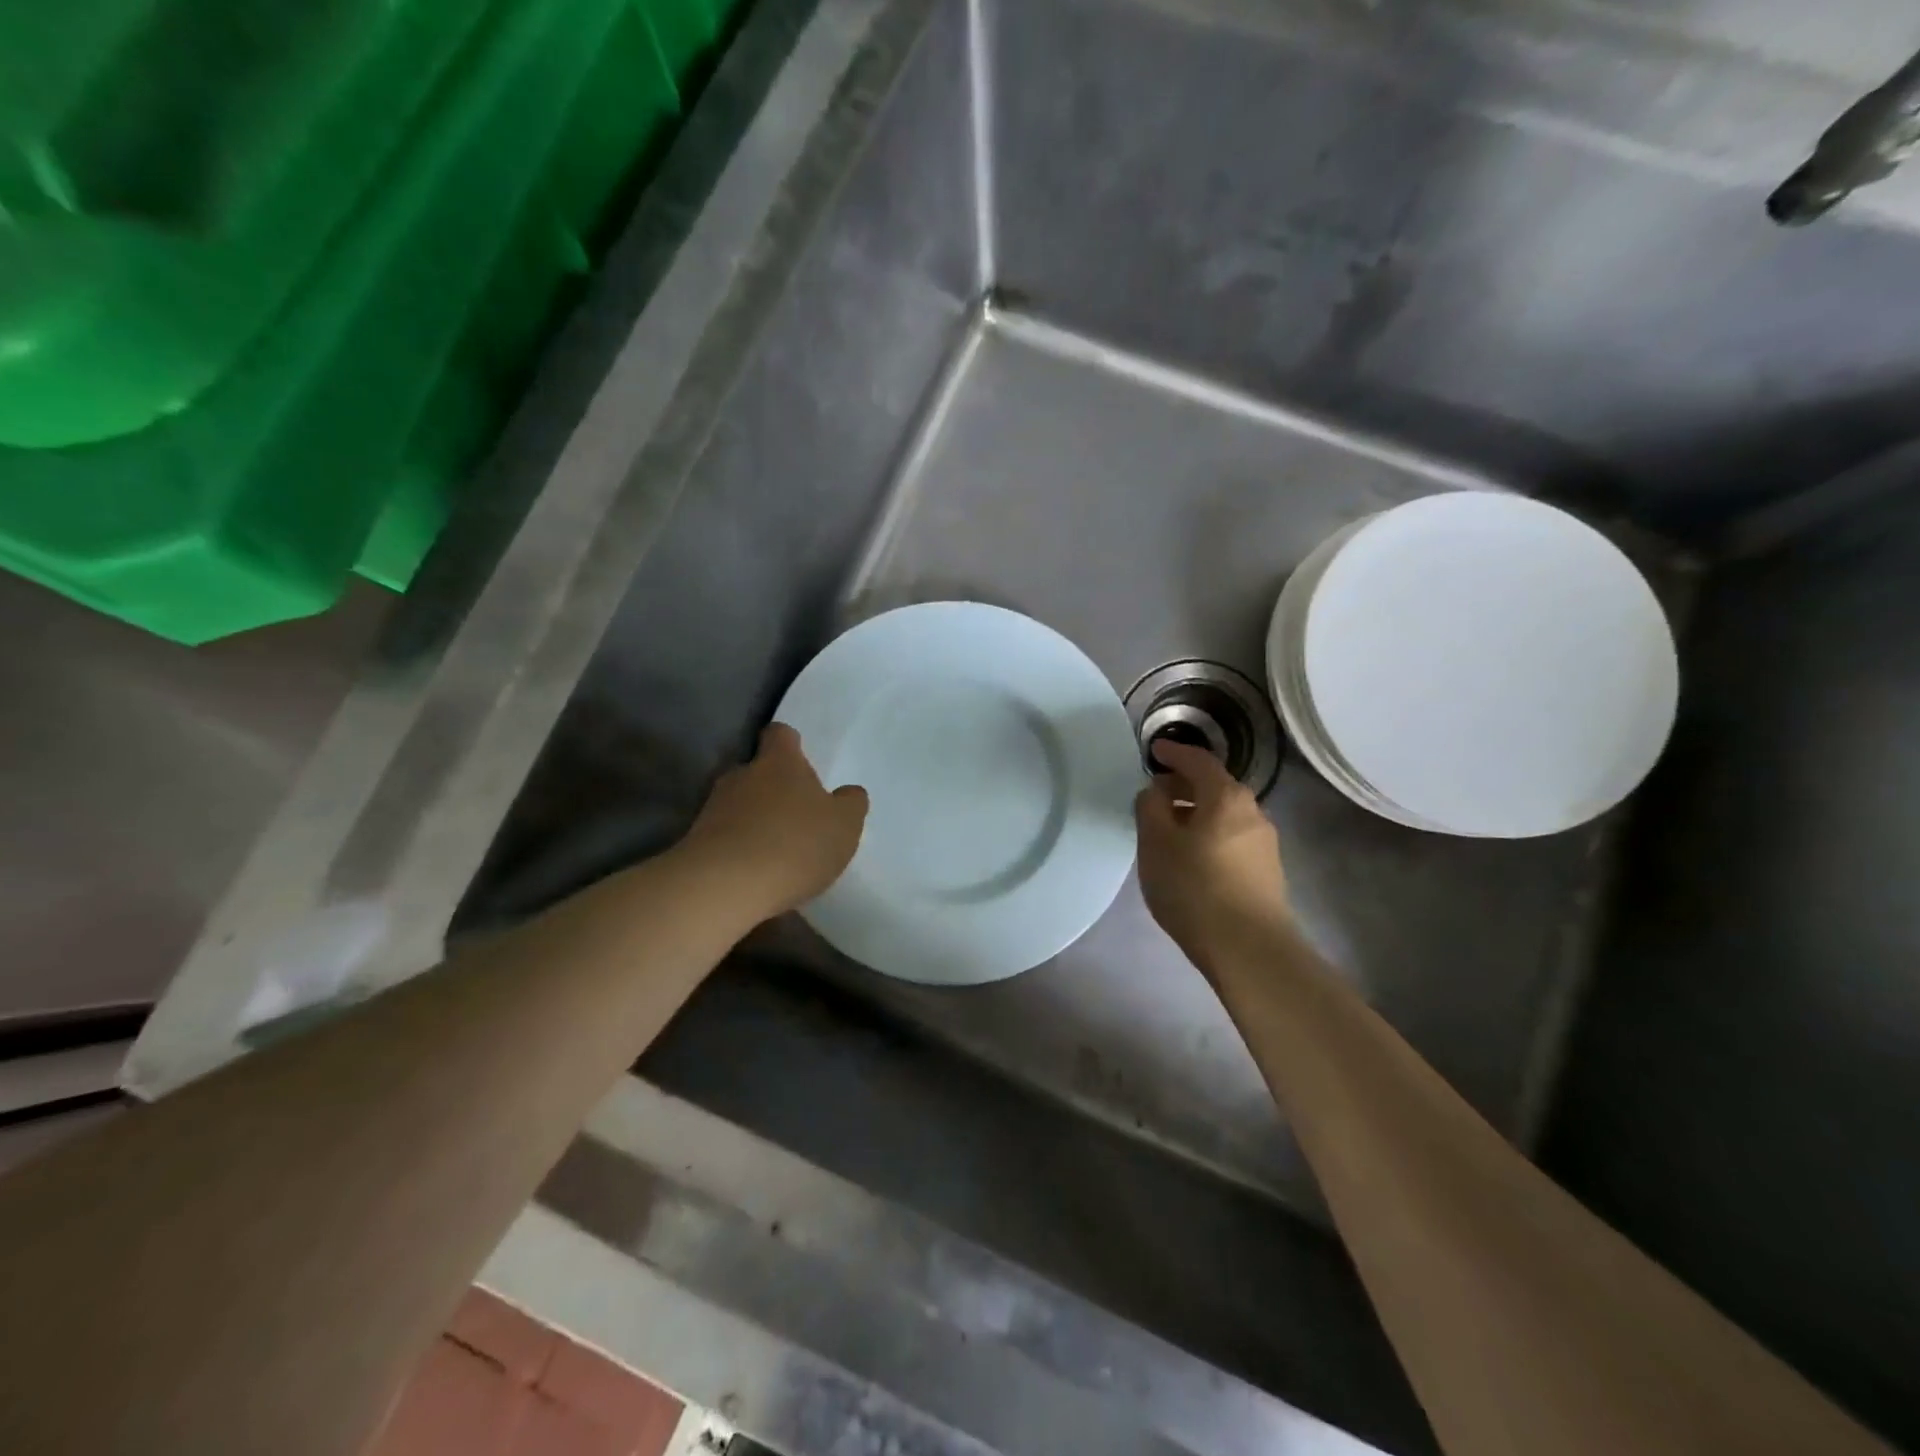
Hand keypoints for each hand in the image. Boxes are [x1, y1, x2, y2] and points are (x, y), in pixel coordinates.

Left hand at [681, 723, 867, 917]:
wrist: (725, 887)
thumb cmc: (795, 844)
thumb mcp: (844, 825)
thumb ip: (850, 803)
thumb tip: (848, 793)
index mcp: (779, 762)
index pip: (781, 734)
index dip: (791, 744)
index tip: (801, 760)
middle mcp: (742, 775)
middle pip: (757, 770)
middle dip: (773, 787)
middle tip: (796, 813)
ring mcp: (713, 807)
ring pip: (738, 804)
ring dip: (755, 819)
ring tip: (776, 849)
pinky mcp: (696, 841)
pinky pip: (724, 836)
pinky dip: (739, 847)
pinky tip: (756, 872)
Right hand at [1136, 740, 1290, 963]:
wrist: (1249, 949)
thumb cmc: (1195, 887)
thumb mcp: (1156, 843)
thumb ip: (1151, 808)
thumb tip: (1156, 792)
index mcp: (1225, 797)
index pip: (1198, 761)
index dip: (1174, 753)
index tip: (1155, 751)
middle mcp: (1252, 812)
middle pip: (1214, 787)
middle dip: (1184, 785)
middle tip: (1156, 793)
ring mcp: (1264, 843)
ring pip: (1224, 815)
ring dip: (1196, 814)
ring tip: (1169, 829)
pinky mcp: (1267, 872)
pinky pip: (1231, 838)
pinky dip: (1209, 835)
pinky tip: (1192, 857)